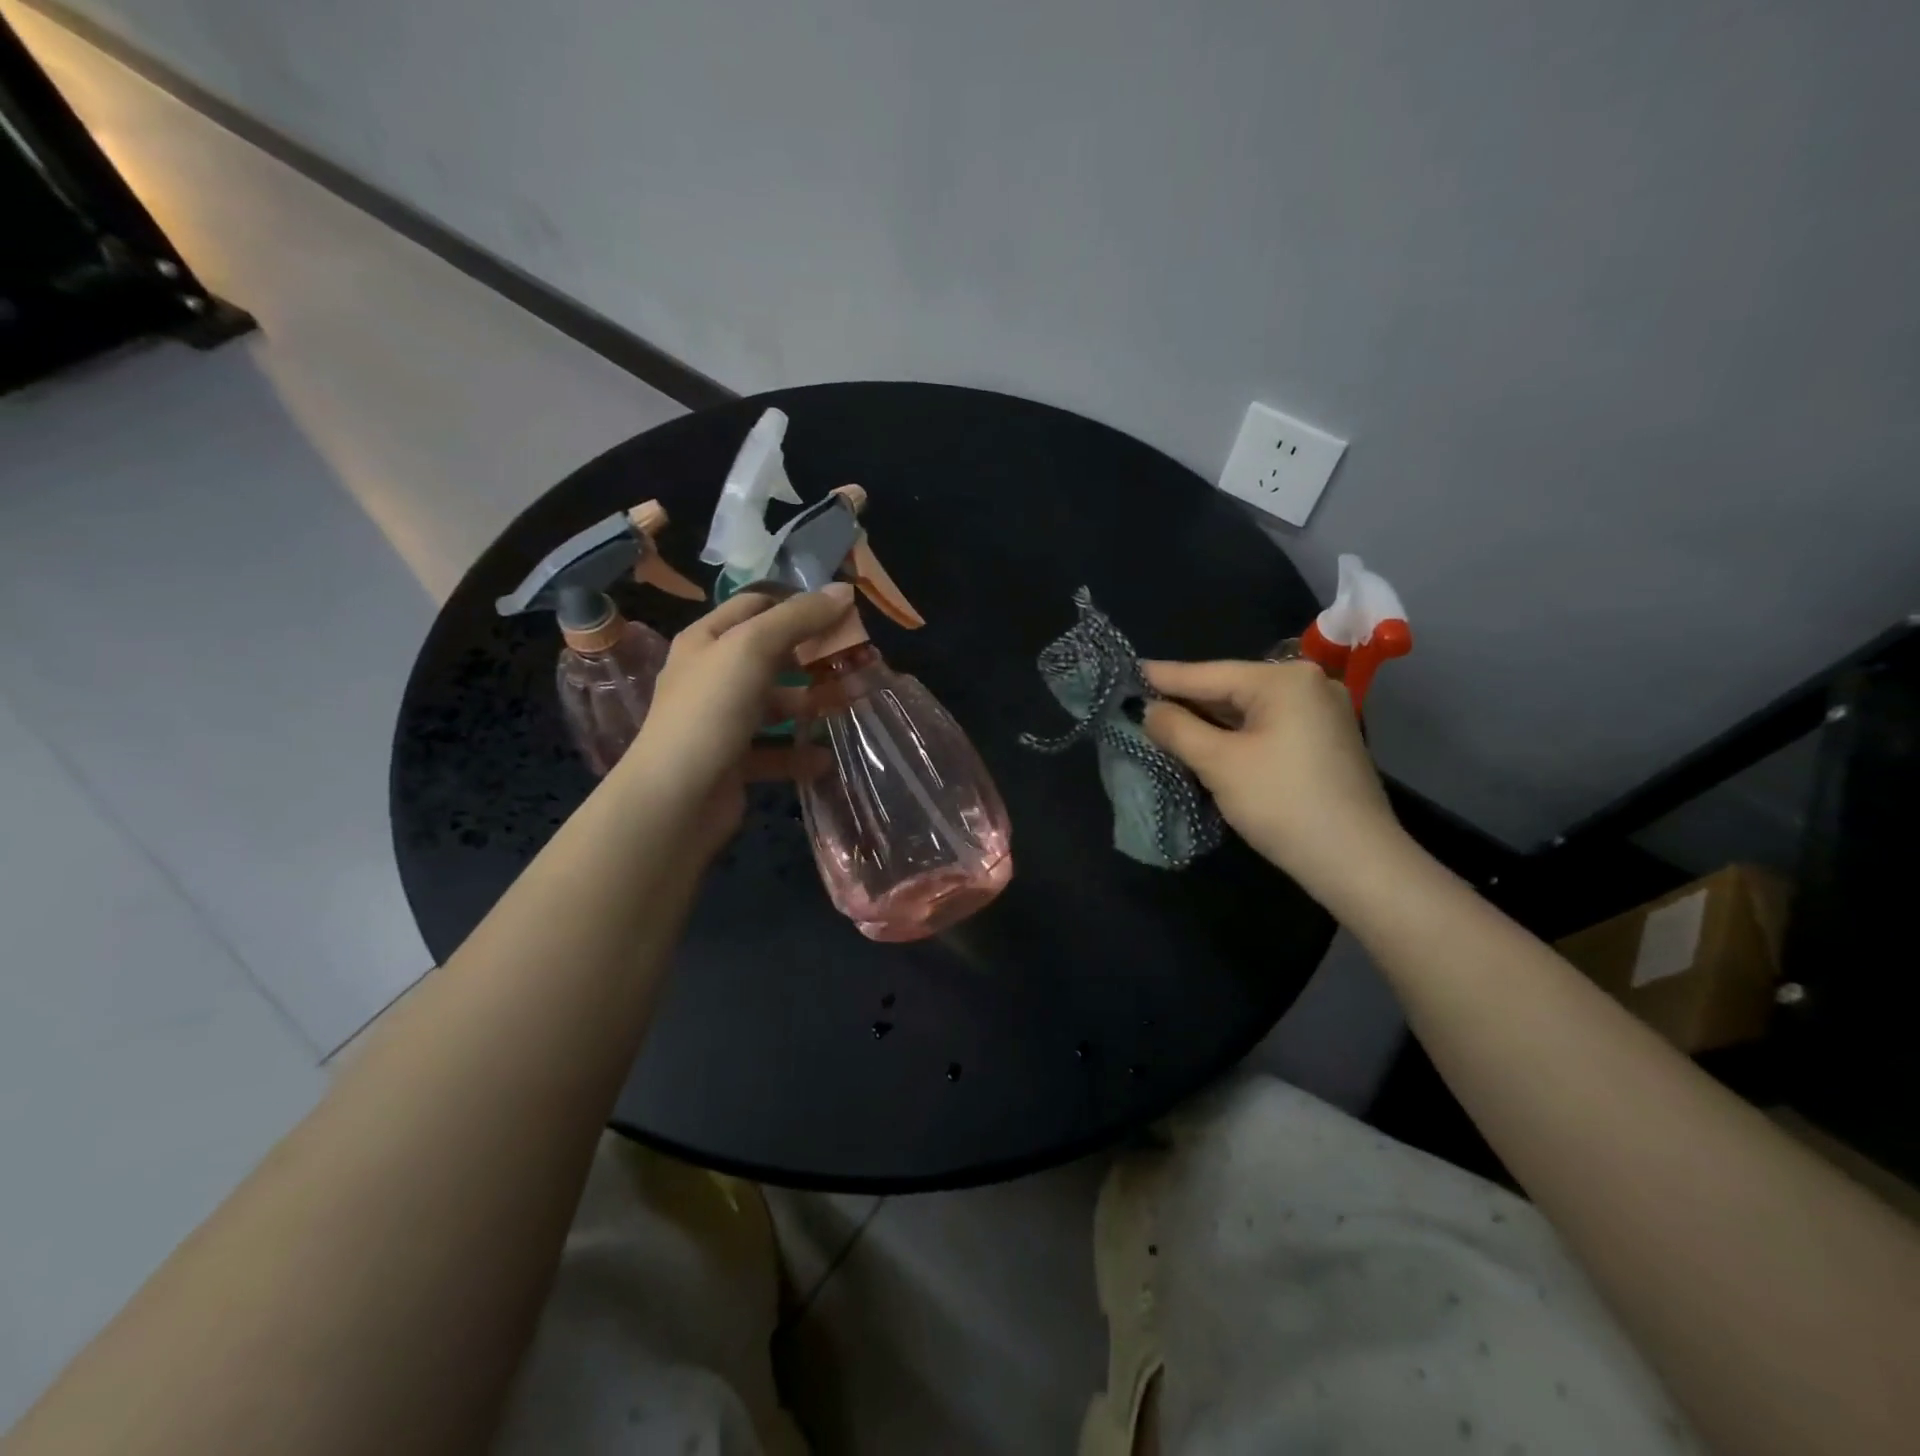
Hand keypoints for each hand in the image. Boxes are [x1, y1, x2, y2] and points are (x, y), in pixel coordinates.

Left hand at [615, 583, 855, 851]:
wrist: (676, 799)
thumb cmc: (711, 710)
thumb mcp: (753, 648)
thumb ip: (799, 618)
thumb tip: (844, 590)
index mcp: (707, 640)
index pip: (756, 606)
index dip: (797, 605)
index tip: (842, 614)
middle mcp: (711, 676)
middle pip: (770, 655)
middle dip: (812, 657)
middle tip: (855, 660)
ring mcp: (721, 721)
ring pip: (775, 704)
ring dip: (811, 705)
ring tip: (850, 707)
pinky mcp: (733, 762)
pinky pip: (774, 751)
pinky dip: (800, 754)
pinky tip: (826, 758)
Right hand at [1142, 659, 1406, 903]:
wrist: (1356, 861)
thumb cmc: (1282, 803)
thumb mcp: (1219, 763)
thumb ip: (1177, 729)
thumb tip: (1149, 710)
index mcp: (1284, 680)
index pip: (1209, 674)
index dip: (1164, 677)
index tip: (1128, 671)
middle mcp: (1308, 684)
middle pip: (1231, 688)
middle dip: (1187, 701)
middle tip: (1140, 702)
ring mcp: (1323, 712)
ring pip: (1249, 709)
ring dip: (1209, 720)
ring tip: (1165, 722)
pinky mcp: (1326, 741)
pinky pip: (1268, 726)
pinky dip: (1236, 733)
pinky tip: (1209, 741)